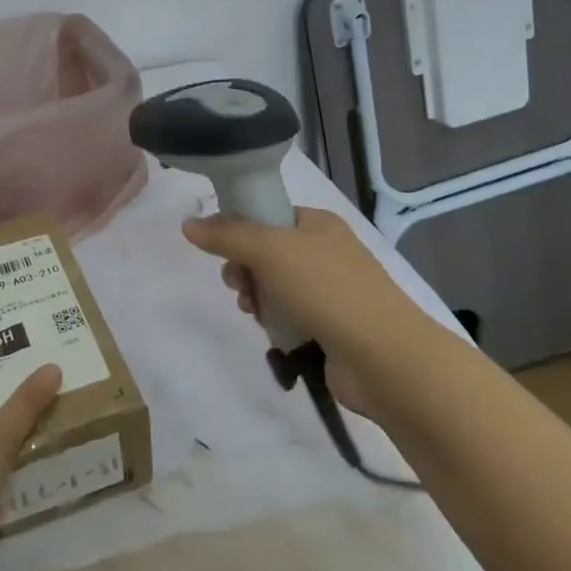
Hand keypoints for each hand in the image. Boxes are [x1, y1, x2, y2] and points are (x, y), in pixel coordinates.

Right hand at [181, 206, 453, 414]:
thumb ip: (227, 235)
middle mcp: (325, 251)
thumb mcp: (269, 250)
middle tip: (238, 285)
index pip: (267, 214)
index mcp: (317, 223)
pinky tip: (272, 333)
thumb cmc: (327, 289)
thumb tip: (188, 224)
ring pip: (274, 286)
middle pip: (266, 252)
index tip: (223, 251)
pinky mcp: (330, 326)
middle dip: (244, 269)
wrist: (383, 356)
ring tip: (253, 312)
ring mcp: (330, 290)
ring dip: (257, 298)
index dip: (240, 229)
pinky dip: (275, 322)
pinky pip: (288, 316)